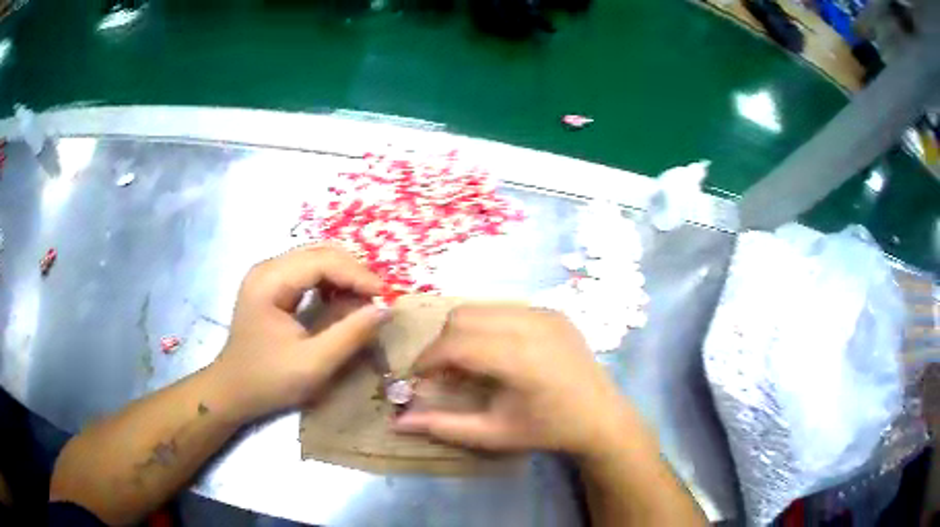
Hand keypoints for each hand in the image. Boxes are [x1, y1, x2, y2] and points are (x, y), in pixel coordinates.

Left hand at [212, 246, 386, 421]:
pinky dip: (330, 283)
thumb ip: (351, 334)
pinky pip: (307, 272)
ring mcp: (267, 274)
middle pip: (320, 253)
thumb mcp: (314, 364)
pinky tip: (340, 301)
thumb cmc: (269, 380)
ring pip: (316, 259)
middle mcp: (267, 268)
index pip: (322, 261)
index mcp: (270, 281)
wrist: (233, 391)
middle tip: (376, 299)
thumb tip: (385, 309)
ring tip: (362, 301)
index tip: (385, 297)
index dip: (357, 275)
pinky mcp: (271, 285)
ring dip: (343, 276)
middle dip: (353, 272)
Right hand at [393, 307, 637, 456]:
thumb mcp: (493, 434)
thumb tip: (397, 422)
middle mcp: (532, 325)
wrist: (602, 417)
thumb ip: (443, 426)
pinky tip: (497, 354)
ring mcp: (546, 313)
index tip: (417, 379)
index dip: (427, 359)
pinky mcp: (553, 311)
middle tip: (443, 374)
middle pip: (463, 317)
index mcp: (520, 359)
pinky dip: (487, 327)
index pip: (456, 344)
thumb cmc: (547, 430)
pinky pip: (504, 308)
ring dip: (463, 333)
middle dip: (442, 344)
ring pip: (481, 308)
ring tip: (469, 364)